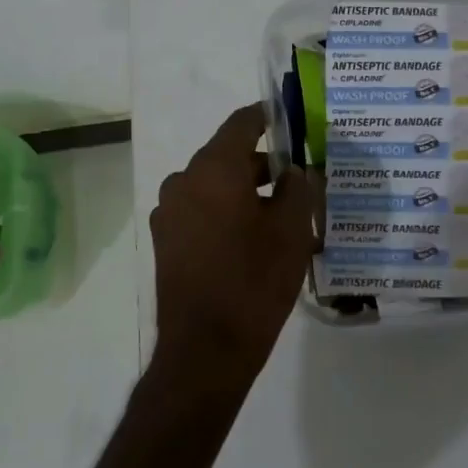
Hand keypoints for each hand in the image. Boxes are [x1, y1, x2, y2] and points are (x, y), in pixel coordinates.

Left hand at [150, 104, 315, 394]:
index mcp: (213, 169)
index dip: (268, 117)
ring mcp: (169, 213)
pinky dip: (226, 213)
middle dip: (264, 165)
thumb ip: (299, 188)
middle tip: (300, 180)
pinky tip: (253, 240)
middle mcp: (183, 181)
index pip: (242, 123)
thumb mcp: (292, 231)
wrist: (205, 351)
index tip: (291, 120)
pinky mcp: (166, 241)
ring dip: (246, 192)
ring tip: (283, 216)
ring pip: (214, 186)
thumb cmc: (254, 282)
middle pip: (228, 157)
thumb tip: (296, 171)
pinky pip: (201, 211)